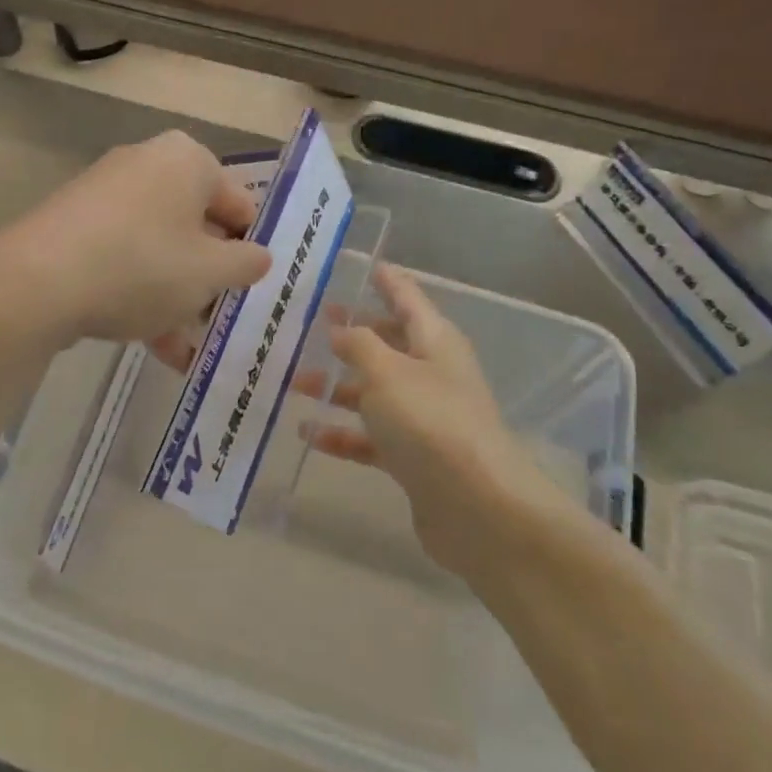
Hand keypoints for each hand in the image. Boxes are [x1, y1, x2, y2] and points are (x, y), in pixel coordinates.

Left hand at [4, 131, 270, 355]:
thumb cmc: (142, 266)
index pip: (240, 205)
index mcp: (188, 160)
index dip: (250, 250)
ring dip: (176, 296)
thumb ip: (246, 264)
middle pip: (196, 226)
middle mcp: (147, 164)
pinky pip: (124, 255)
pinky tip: (150, 342)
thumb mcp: (210, 272)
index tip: (250, 290)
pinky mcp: (75, 223)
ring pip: (159, 247)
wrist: (36, 281)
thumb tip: (258, 257)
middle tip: (216, 319)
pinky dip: (140, 292)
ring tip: (184, 347)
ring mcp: (106, 192)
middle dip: (207, 278)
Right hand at [312, 264, 577, 576]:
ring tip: (293, 381)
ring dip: (337, 386)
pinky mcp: (414, 457)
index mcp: (434, 341)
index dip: (388, 281)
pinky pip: (371, 436)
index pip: (408, 299)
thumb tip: (341, 329)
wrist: (478, 507)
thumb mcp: (386, 371)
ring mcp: (424, 417)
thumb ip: (359, 344)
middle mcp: (432, 374)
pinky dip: (342, 432)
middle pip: (389, 344)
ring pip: (374, 391)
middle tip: (315, 322)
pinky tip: (307, 433)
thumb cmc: (430, 421)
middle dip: (354, 333)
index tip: (366, 265)